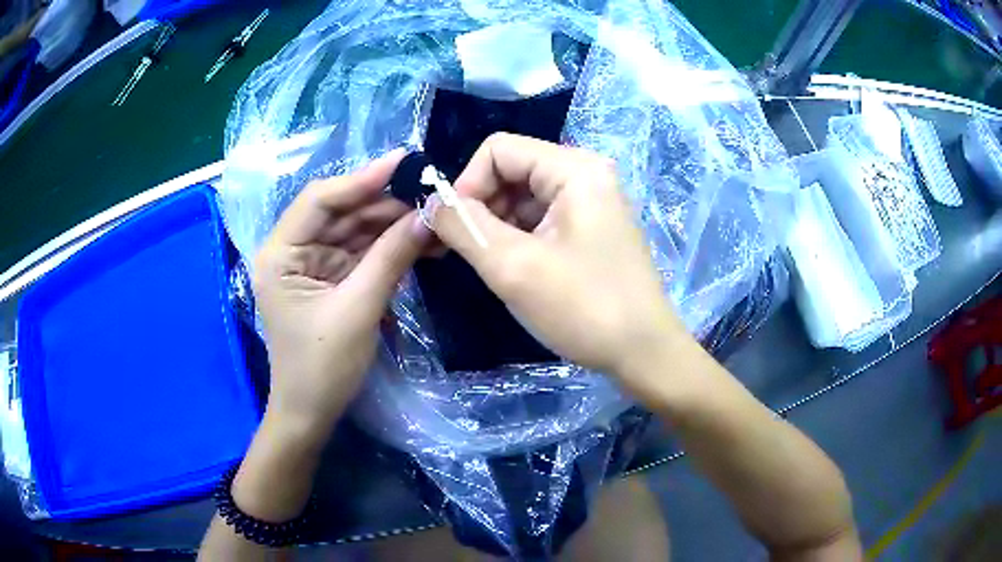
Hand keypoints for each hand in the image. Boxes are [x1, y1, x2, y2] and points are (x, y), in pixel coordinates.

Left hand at [253, 150, 428, 441]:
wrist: (312, 414)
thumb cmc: (322, 367)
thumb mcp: (358, 309)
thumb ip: (392, 257)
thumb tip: (429, 214)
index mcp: (280, 253)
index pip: (320, 200)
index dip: (362, 179)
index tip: (404, 162)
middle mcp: (293, 251)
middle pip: (341, 213)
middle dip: (385, 204)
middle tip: (431, 191)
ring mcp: (313, 264)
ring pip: (356, 231)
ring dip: (393, 225)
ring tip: (434, 215)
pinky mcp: (332, 280)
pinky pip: (363, 254)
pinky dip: (390, 248)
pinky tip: (420, 239)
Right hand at [427, 133, 688, 388]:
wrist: (644, 353)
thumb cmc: (584, 308)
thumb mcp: (514, 267)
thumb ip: (464, 226)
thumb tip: (432, 203)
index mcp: (574, 169)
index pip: (498, 150)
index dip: (466, 183)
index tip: (454, 229)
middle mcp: (586, 174)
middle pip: (512, 170)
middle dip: (481, 206)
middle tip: (465, 251)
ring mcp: (592, 201)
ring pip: (524, 196)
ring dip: (497, 225)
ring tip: (490, 264)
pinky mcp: (592, 227)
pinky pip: (542, 217)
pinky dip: (518, 237)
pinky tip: (514, 268)